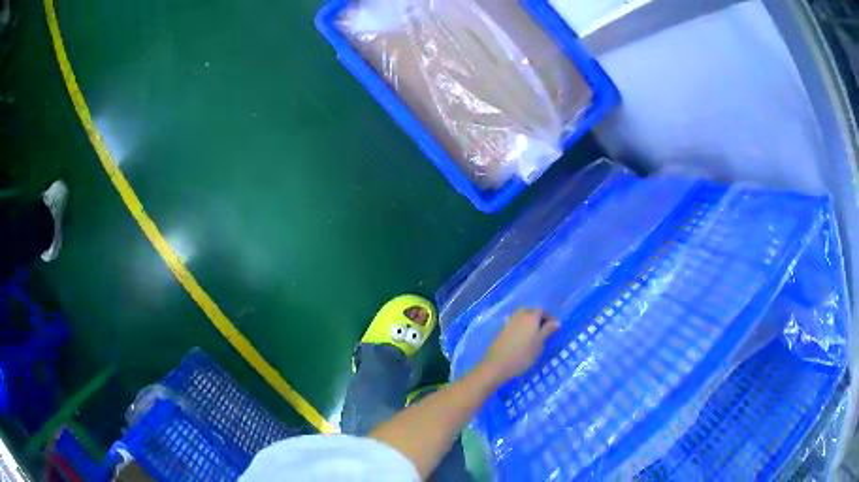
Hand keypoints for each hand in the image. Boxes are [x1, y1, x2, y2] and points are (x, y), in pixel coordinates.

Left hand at [481, 309, 559, 383]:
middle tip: (543, 331)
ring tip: (533, 337)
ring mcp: (508, 322)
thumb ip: (547, 331)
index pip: (542, 310)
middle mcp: (518, 315)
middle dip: (538, 319)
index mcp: (530, 317)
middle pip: (530, 311)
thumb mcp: (539, 344)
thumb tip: (556, 322)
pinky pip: (514, 324)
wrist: (497, 365)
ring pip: (521, 317)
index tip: (553, 329)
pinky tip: (522, 340)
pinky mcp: (501, 330)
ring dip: (528, 323)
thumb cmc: (523, 355)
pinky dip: (520, 328)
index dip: (549, 317)